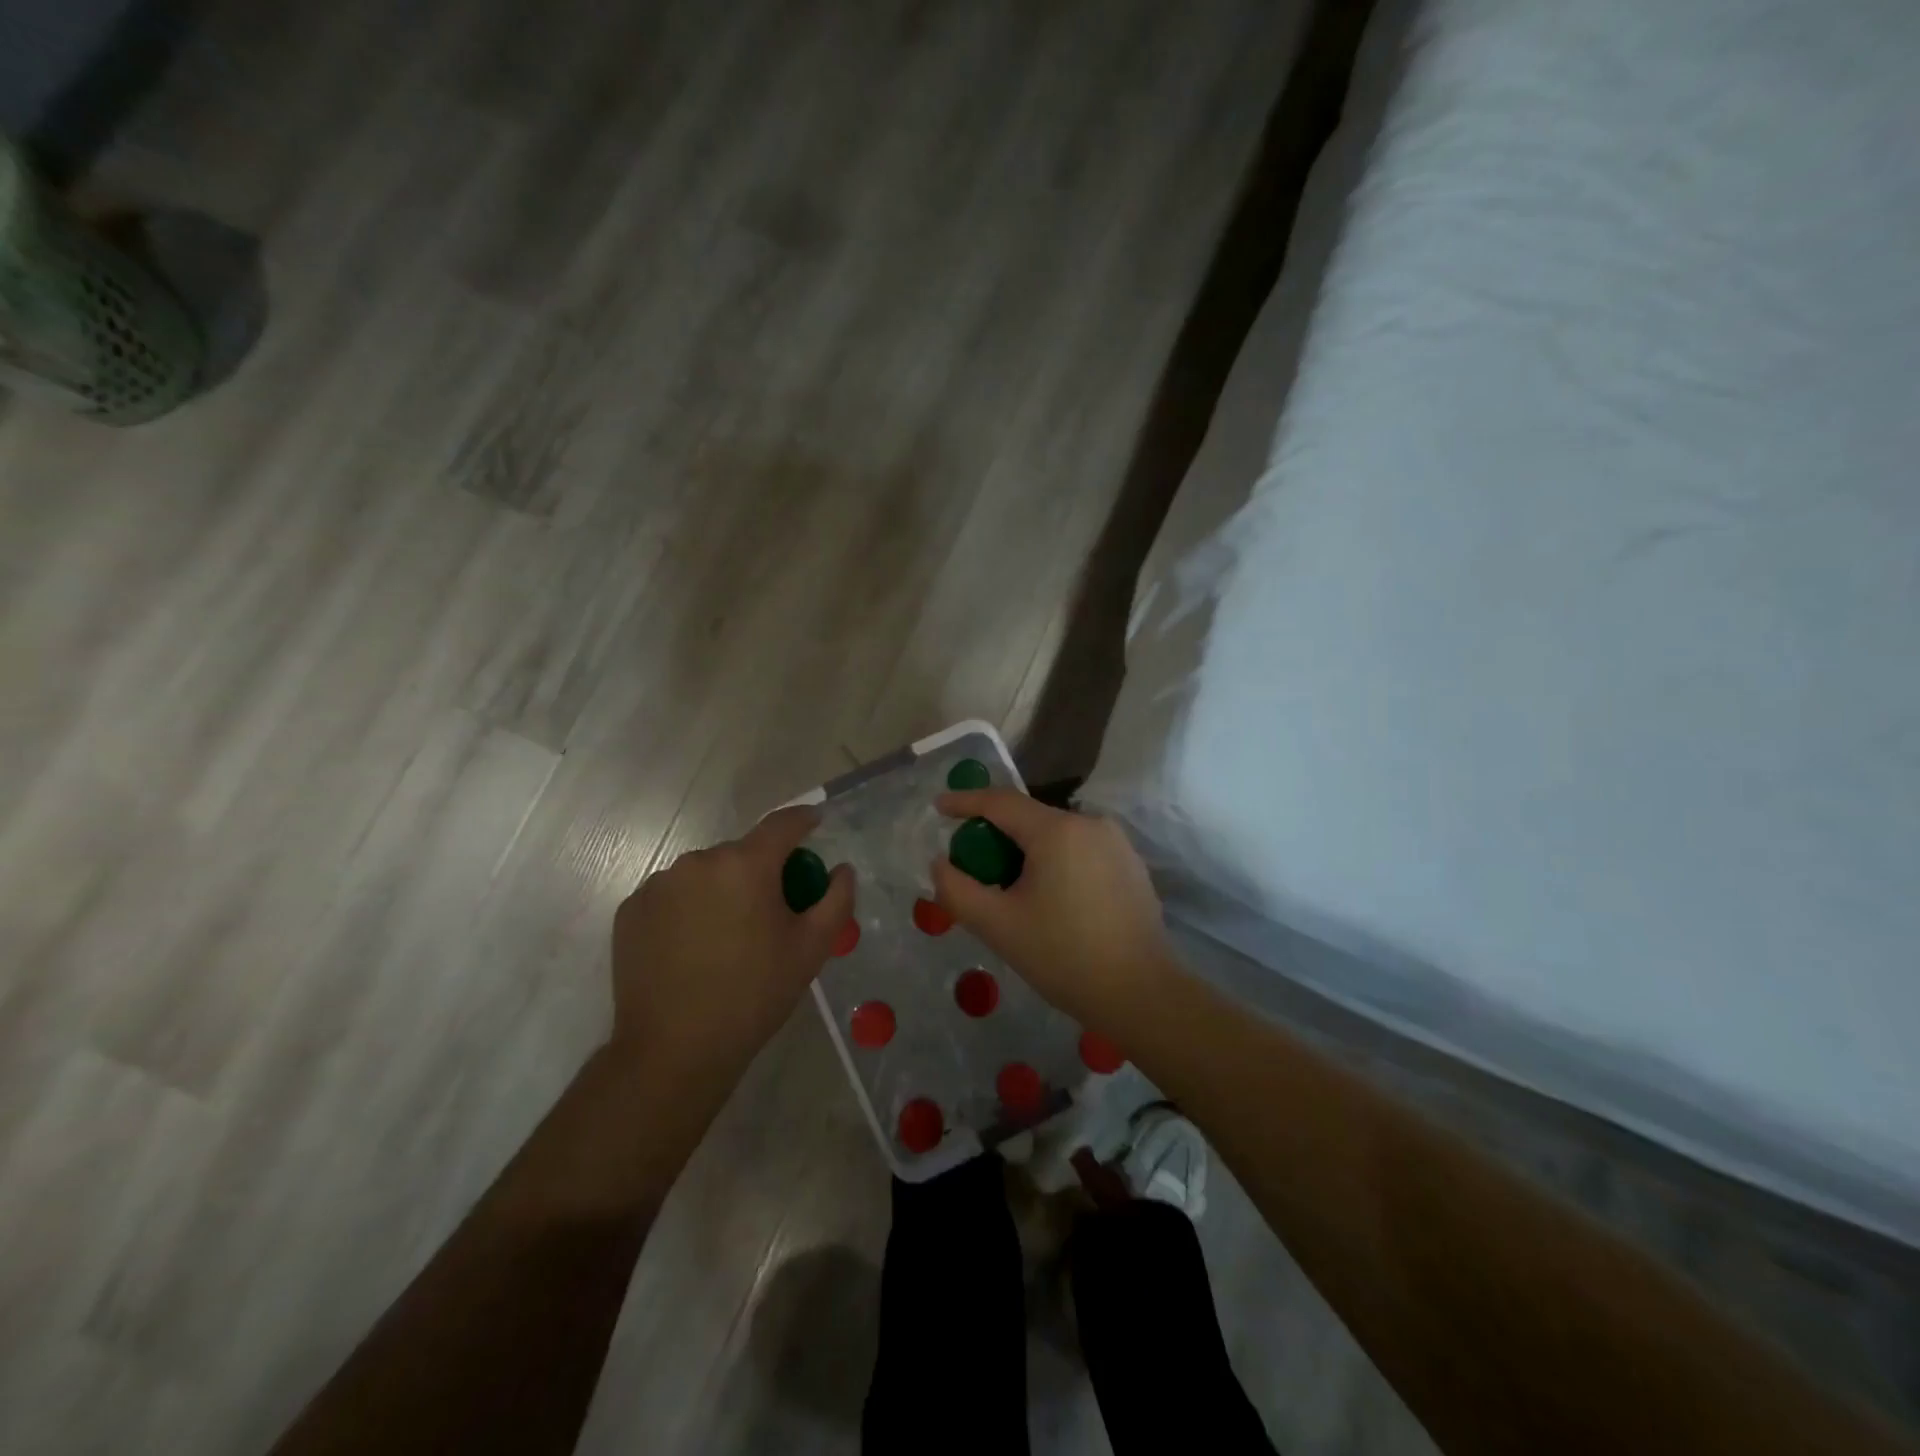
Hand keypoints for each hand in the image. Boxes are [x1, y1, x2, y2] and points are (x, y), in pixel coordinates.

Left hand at [610, 807, 853, 1096]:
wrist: (674, 1050)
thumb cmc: (754, 995)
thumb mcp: (812, 949)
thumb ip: (836, 900)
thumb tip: (841, 869)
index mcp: (745, 865)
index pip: (782, 824)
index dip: (803, 819)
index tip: (814, 822)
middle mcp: (698, 861)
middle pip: (741, 853)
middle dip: (761, 871)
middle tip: (772, 910)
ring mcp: (658, 885)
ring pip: (705, 874)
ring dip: (723, 890)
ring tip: (728, 936)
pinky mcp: (631, 910)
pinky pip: (672, 895)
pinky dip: (689, 908)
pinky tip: (693, 947)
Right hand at [929, 789, 1173, 1028]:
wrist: (1141, 993)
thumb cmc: (1064, 956)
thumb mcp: (998, 926)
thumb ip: (958, 890)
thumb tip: (940, 863)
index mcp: (1057, 830)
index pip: (1000, 802)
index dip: (965, 801)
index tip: (938, 806)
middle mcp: (1090, 823)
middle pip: (1029, 818)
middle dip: (995, 836)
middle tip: (972, 867)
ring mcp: (1116, 842)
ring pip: (1056, 835)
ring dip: (1026, 852)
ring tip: (1009, 889)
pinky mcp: (1130, 864)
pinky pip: (1080, 850)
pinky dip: (1055, 862)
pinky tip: (1049, 899)